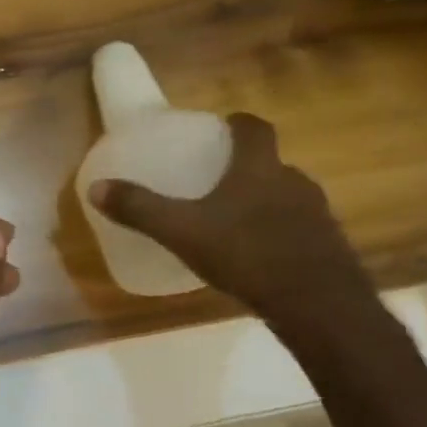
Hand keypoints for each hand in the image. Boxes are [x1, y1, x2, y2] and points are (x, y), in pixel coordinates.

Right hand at [89, 112, 373, 330]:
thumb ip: (140, 209)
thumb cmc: (246, 254)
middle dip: (248, 167)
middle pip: (272, 163)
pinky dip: (281, 233)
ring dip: (266, 201)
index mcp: (259, 168)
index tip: (224, 125)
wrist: (317, 303)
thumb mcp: (182, 231)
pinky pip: (300, 229)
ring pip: (287, 196)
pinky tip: (260, 257)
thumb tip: (97, 188)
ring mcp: (317, 214)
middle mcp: (293, 182)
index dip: (239, 123)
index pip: (255, 128)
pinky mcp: (328, 246)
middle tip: (220, 180)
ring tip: (237, 220)